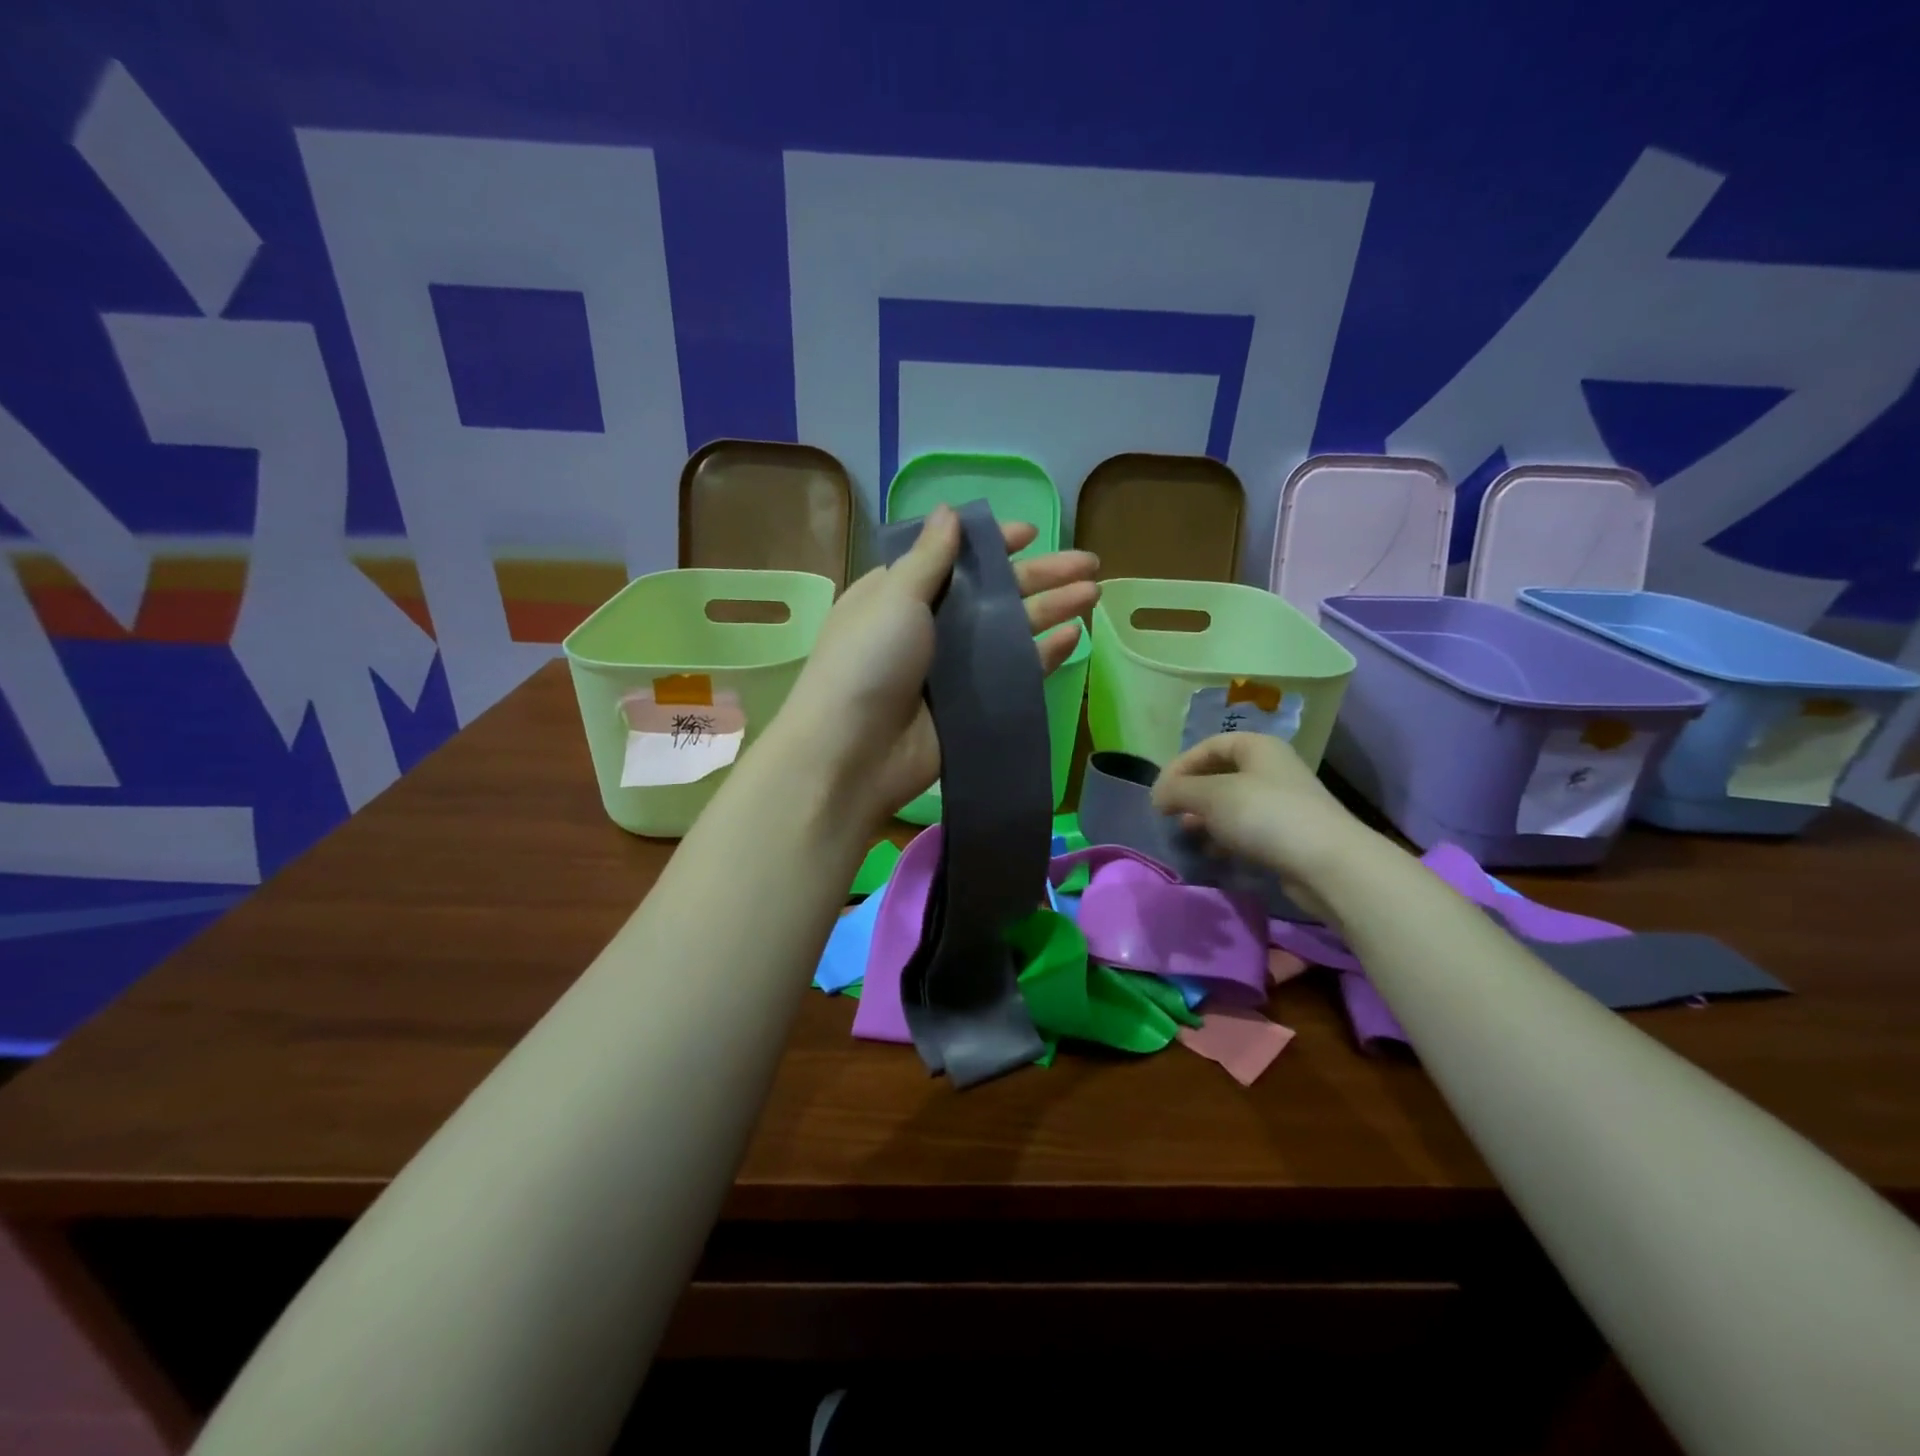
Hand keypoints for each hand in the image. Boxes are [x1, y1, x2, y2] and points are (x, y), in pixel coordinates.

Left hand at [774, 504, 1099, 828]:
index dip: (992, 545)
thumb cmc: (867, 662)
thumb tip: (949, 511)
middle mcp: (930, 627)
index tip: (1031, 533)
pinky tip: (1074, 636)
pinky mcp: (973, 705)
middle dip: (1040, 575)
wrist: (852, 753)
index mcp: (901, 594)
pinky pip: (1015, 673)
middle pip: (993, 593)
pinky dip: (1043, 655)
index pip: (954, 559)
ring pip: (1011, 630)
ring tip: (1093, 592)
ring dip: (1051, 609)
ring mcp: (953, 669)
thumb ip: (929, 558)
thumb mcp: (894, 598)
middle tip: (1089, 563)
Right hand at [1151, 731, 1375, 910]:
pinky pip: (1248, 828)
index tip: (1159, 794)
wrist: (1327, 863)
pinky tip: (1213, 852)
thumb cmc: (1264, 815)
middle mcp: (1271, 768)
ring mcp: (1283, 802)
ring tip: (1188, 834)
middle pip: (1220, 774)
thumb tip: (1158, 796)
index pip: (1208, 746)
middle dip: (1192, 794)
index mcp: (1257, 747)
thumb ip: (1177, 790)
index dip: (1179, 766)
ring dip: (1206, 817)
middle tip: (1172, 814)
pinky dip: (1226, 837)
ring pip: (1232, 803)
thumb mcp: (1210, 796)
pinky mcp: (1288, 834)